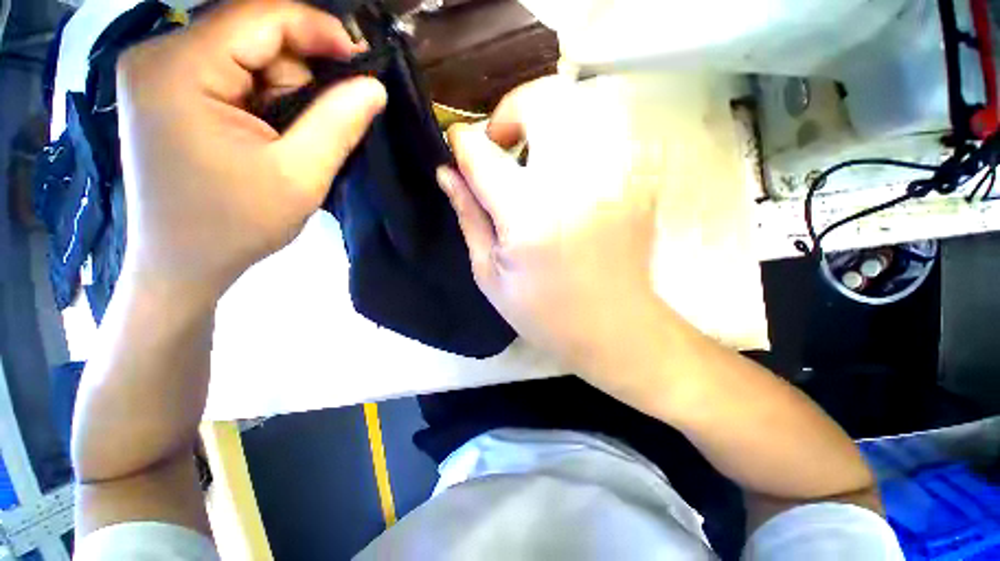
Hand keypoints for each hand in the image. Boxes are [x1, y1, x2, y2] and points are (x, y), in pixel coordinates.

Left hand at [116, 0, 385, 306]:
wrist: (182, 262)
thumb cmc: (236, 225)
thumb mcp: (300, 176)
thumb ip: (338, 124)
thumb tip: (373, 85)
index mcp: (179, 69)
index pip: (259, 16)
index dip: (318, 29)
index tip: (362, 62)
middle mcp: (158, 54)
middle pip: (251, 32)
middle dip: (297, 71)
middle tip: (318, 122)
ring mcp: (156, 70)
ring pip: (243, 51)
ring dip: (281, 87)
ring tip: (288, 137)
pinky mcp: (164, 88)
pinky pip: (228, 69)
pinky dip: (261, 93)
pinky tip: (268, 130)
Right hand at [440, 77, 660, 381]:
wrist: (616, 329)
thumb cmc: (546, 313)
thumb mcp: (491, 275)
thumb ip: (469, 216)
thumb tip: (447, 172)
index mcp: (529, 216)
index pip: (482, 153)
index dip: (462, 140)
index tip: (456, 142)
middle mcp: (575, 184)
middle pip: (542, 101)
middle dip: (511, 111)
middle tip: (503, 145)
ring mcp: (616, 177)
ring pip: (582, 106)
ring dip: (549, 119)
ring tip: (536, 154)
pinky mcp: (638, 180)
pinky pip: (609, 131)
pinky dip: (581, 136)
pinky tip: (570, 169)